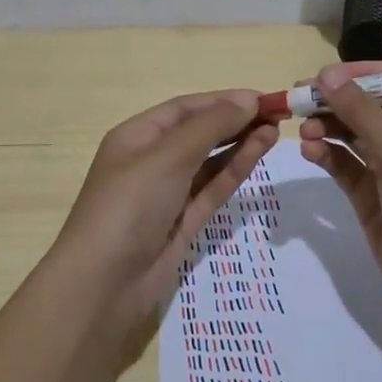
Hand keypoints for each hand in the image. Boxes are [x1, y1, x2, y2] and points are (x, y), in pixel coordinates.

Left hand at [49, 90, 279, 353]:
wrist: (104, 284)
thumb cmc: (129, 205)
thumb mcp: (168, 156)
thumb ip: (210, 127)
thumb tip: (248, 100)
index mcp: (136, 136)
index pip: (184, 109)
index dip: (223, 100)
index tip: (263, 98)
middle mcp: (151, 160)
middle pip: (198, 132)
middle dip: (235, 121)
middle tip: (278, 114)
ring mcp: (168, 194)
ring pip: (210, 161)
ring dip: (240, 143)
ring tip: (275, 130)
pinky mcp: (183, 222)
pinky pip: (213, 189)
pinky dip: (235, 170)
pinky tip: (258, 152)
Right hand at [298, 62, 381, 326]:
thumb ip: (362, 113)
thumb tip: (327, 74)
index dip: (363, 73)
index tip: (326, 76)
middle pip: (370, 105)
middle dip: (337, 100)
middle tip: (299, 100)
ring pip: (353, 134)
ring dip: (328, 127)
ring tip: (303, 130)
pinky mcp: (372, 194)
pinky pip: (345, 164)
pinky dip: (327, 155)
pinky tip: (309, 152)